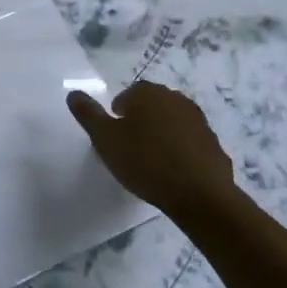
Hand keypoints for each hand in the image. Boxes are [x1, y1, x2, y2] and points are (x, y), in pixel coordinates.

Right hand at [67, 81, 235, 220]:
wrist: (200, 193)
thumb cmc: (145, 162)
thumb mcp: (105, 139)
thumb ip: (88, 115)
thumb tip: (73, 93)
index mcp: (146, 93)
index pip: (127, 96)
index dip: (118, 116)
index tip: (115, 139)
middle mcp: (174, 98)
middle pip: (151, 106)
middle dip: (140, 122)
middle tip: (130, 150)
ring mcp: (197, 119)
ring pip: (171, 122)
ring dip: (161, 135)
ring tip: (152, 162)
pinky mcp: (213, 141)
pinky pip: (189, 141)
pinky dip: (181, 151)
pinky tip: (174, 172)